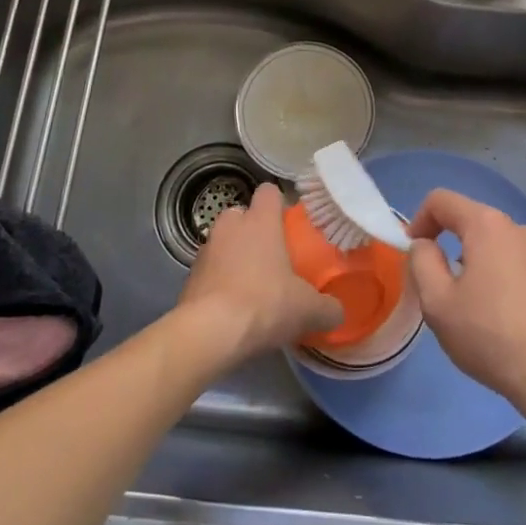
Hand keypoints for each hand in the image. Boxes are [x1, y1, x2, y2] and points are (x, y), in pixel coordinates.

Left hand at [178, 184, 342, 364]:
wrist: (209, 332)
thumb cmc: (265, 304)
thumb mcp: (308, 310)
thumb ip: (328, 308)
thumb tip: (336, 312)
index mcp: (260, 221)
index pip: (269, 192)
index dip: (279, 203)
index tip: (289, 223)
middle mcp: (230, 226)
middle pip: (242, 215)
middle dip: (253, 231)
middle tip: (272, 258)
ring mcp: (205, 250)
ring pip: (223, 243)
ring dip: (234, 258)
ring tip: (251, 286)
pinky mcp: (189, 277)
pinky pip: (209, 271)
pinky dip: (219, 283)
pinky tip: (231, 308)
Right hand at [407, 188, 525, 430]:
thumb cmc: (493, 337)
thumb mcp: (438, 303)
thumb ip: (422, 262)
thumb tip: (425, 245)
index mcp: (488, 226)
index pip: (442, 201)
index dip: (419, 221)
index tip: (412, 253)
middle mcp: (521, 229)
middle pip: (473, 224)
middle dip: (450, 248)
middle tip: (442, 291)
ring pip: (498, 248)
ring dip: (479, 268)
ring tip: (475, 312)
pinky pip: (522, 268)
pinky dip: (505, 283)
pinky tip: (506, 323)